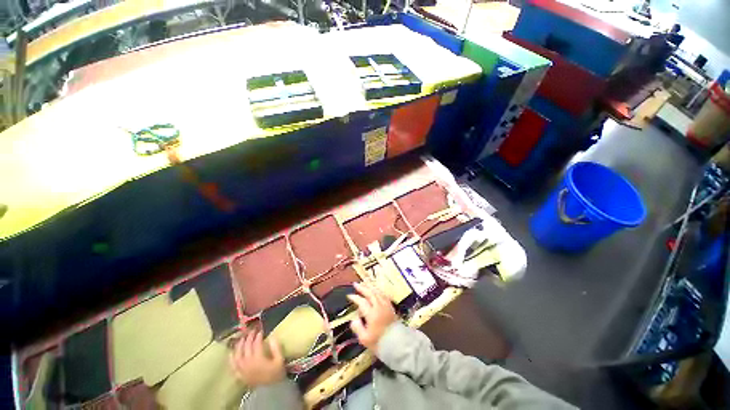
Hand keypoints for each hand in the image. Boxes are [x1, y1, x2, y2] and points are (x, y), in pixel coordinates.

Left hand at [230, 330, 285, 387]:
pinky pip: (232, 365)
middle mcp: (247, 363)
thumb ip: (276, 347)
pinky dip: (231, 357)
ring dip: (239, 345)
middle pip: (245, 347)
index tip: (261, 329)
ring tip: (242, 338)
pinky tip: (231, 352)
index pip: (256, 343)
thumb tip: (272, 336)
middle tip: (252, 330)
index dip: (258, 335)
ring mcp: (242, 369)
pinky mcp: (239, 375)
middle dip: (248, 337)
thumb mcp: (279, 360)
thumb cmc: (276, 374)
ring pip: (237, 354)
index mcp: (258, 358)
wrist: (270, 391)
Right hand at [347, 282, 397, 349]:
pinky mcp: (391, 307)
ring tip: (365, 282)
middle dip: (362, 288)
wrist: (397, 345)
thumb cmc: (379, 343)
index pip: (362, 302)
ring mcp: (386, 306)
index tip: (349, 295)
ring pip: (377, 292)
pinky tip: (377, 289)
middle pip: (370, 293)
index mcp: (371, 314)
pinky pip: (384, 295)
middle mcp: (379, 307)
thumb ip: (358, 328)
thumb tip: (353, 320)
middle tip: (356, 284)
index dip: (355, 298)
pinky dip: (379, 290)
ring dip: (370, 286)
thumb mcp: (365, 339)